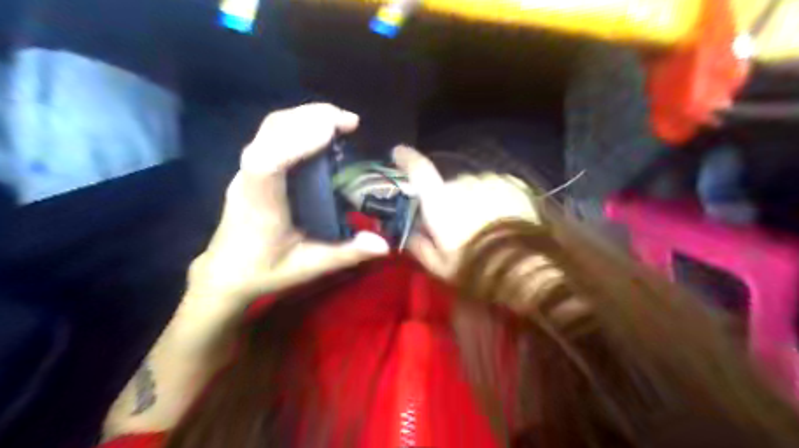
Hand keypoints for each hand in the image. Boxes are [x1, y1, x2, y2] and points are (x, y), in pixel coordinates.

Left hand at [188, 104, 386, 301]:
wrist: (225, 272)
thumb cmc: (264, 271)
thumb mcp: (308, 267)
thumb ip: (346, 254)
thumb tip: (385, 245)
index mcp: (260, 205)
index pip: (268, 162)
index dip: (297, 141)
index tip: (332, 130)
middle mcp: (249, 179)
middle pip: (271, 131)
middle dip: (311, 117)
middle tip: (350, 121)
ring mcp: (247, 170)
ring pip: (271, 127)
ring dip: (306, 116)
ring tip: (341, 121)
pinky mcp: (252, 167)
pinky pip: (273, 134)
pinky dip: (299, 124)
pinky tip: (322, 131)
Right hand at [393, 146, 536, 278]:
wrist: (523, 267)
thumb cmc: (475, 267)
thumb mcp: (439, 266)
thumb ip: (419, 245)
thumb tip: (412, 231)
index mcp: (441, 201)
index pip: (419, 171)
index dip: (407, 159)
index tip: (399, 152)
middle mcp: (464, 183)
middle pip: (449, 185)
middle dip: (450, 200)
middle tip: (459, 226)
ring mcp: (491, 181)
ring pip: (474, 185)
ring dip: (474, 199)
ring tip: (485, 225)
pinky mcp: (513, 184)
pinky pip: (495, 186)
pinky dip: (493, 197)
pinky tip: (501, 217)